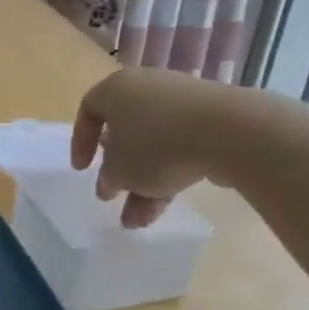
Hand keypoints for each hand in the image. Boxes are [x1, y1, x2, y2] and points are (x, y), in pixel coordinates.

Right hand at [72, 68, 230, 227]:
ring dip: (144, 183)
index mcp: (116, 89)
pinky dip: (169, 173)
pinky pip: (179, 147)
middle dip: (120, 172)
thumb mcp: (119, 171)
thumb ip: (107, 178)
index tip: (82, 170)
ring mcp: (180, 102)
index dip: (80, 142)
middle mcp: (146, 88)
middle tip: (115, 197)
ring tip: (141, 221)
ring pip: (153, 145)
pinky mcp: (209, 119)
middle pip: (124, 131)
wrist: (227, 132)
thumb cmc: (156, 145)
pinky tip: (167, 207)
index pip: (89, 110)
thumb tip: (109, 182)